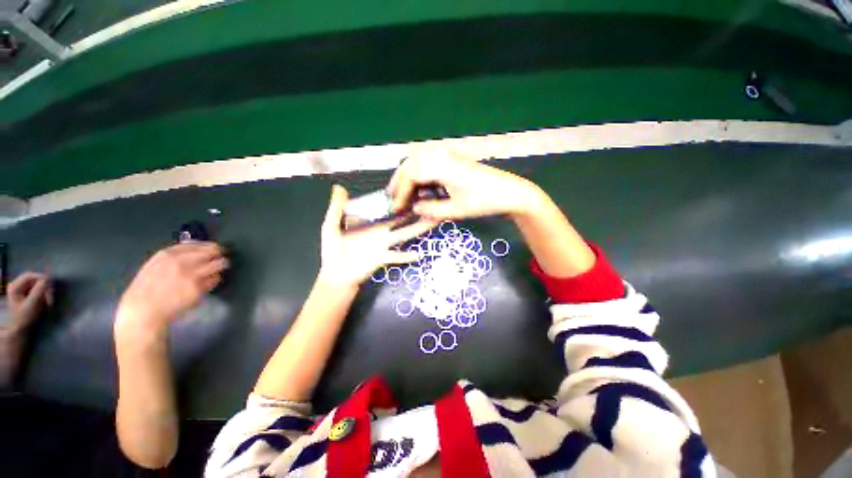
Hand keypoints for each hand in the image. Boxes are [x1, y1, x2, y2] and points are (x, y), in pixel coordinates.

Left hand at [7, 272, 52, 330]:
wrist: (20, 328)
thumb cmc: (24, 318)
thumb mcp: (32, 305)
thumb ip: (38, 291)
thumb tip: (47, 279)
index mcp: (15, 286)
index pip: (30, 275)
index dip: (41, 278)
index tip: (51, 285)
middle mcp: (16, 285)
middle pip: (33, 280)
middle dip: (44, 287)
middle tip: (51, 296)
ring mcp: (21, 289)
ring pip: (36, 284)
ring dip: (44, 291)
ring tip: (49, 301)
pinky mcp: (26, 293)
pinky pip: (36, 289)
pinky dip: (43, 294)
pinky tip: (45, 301)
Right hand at [116, 242, 228, 330]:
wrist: (142, 311)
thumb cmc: (147, 289)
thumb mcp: (156, 265)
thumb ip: (176, 255)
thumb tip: (198, 247)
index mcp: (167, 254)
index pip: (199, 244)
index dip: (210, 247)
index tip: (215, 250)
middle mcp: (181, 262)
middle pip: (213, 251)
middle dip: (219, 254)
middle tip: (221, 259)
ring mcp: (190, 275)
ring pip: (219, 263)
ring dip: (222, 266)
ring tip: (218, 269)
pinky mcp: (198, 288)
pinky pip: (215, 279)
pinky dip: (215, 280)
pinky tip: (207, 283)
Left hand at [319, 185, 434, 286]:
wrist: (336, 274)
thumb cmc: (333, 249)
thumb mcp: (331, 226)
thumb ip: (336, 208)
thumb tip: (339, 187)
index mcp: (370, 222)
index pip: (386, 207)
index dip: (398, 199)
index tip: (410, 188)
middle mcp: (381, 231)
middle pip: (401, 218)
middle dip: (414, 211)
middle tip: (428, 201)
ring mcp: (384, 244)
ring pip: (404, 234)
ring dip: (418, 228)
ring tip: (432, 221)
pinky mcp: (383, 257)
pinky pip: (397, 256)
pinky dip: (407, 256)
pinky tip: (418, 254)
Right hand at [387, 152, 540, 220]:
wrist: (508, 191)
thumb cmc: (483, 202)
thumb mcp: (454, 211)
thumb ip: (430, 210)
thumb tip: (414, 208)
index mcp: (440, 166)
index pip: (411, 176)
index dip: (400, 193)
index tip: (395, 208)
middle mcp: (441, 155)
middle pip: (410, 164)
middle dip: (399, 181)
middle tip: (393, 198)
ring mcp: (448, 154)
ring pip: (418, 161)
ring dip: (408, 176)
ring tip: (403, 193)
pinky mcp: (453, 158)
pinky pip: (429, 162)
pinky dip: (420, 173)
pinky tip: (420, 186)